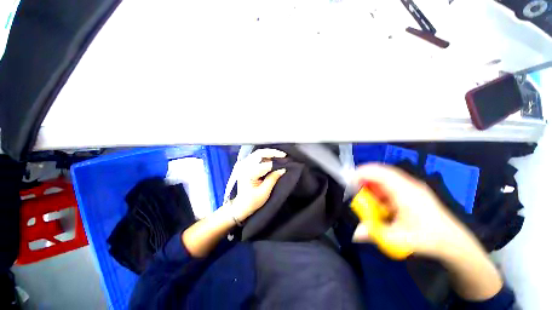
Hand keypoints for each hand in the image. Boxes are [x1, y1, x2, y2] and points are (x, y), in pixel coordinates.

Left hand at [231, 148, 286, 221]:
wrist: (240, 206)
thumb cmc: (252, 201)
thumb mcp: (264, 192)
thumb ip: (273, 178)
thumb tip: (283, 169)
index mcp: (248, 173)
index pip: (265, 164)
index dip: (277, 163)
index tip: (286, 162)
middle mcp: (244, 166)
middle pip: (259, 153)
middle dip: (273, 153)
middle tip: (283, 155)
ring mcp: (243, 165)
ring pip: (258, 154)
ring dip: (269, 154)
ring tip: (279, 157)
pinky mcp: (244, 165)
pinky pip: (255, 157)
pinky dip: (264, 157)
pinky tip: (271, 159)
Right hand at [351, 164, 474, 258]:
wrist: (453, 242)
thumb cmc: (428, 239)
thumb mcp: (399, 239)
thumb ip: (374, 234)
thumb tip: (354, 233)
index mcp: (406, 191)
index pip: (380, 172)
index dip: (361, 173)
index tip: (348, 181)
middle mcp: (408, 184)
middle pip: (380, 171)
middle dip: (363, 178)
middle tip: (353, 188)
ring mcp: (410, 186)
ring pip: (384, 177)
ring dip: (371, 184)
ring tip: (363, 196)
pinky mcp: (410, 190)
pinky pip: (389, 184)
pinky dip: (378, 189)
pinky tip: (378, 201)